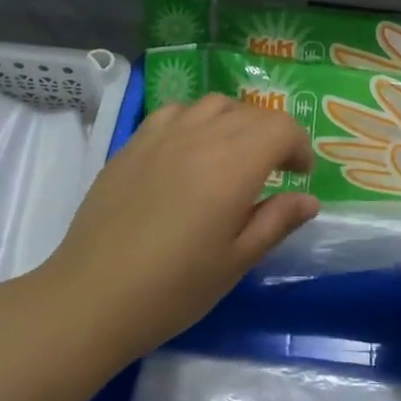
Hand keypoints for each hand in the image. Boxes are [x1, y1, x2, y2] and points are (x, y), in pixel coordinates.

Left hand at [34, 95, 317, 367]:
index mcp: (234, 164)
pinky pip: (175, 112)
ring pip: (214, 105)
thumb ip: (276, 221)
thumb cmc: (174, 287)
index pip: (281, 128)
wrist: (92, 296)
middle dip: (273, 135)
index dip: (299, 146)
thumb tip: (309, 199)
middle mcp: (201, 136)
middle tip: (274, 171)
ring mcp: (162, 134)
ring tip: (234, 155)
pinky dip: (196, 120)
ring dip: (236, 122)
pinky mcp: (133, 143)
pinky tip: (189, 150)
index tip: (300, 176)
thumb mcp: (237, 261)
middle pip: (251, 113)